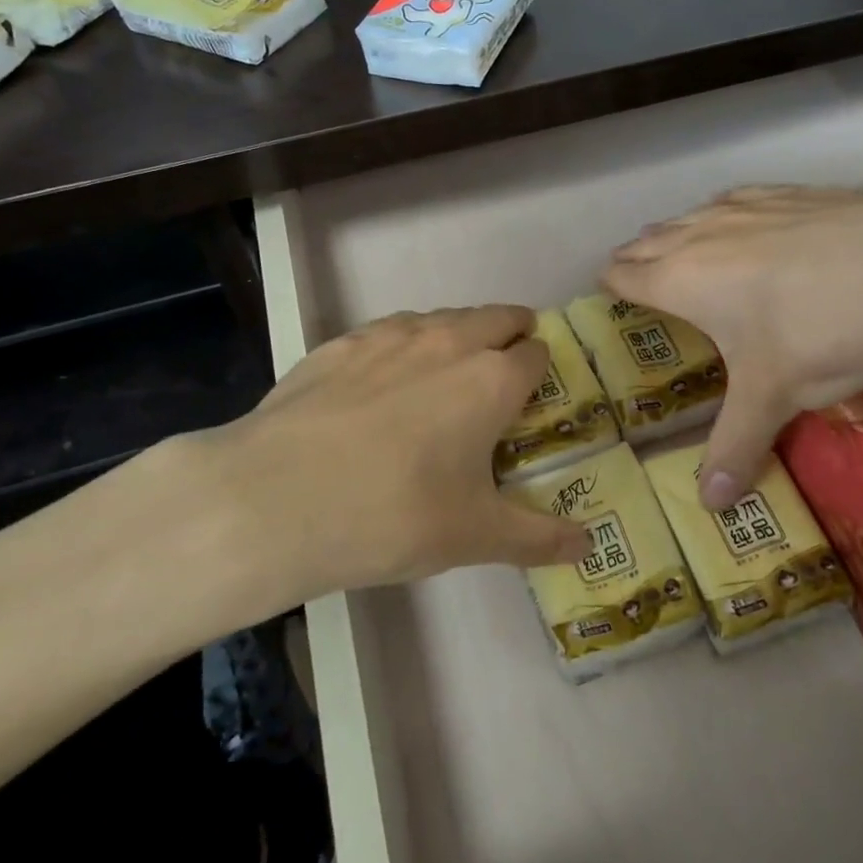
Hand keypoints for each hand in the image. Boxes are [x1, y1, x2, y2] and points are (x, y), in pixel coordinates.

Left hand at [136, 306, 591, 628]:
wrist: (274, 499)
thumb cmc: (392, 516)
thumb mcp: (473, 537)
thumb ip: (537, 537)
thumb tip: (587, 545)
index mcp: (491, 380)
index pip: (535, 354)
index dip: (541, 370)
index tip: (536, 394)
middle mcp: (448, 341)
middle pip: (496, 317)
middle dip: (511, 333)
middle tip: (505, 369)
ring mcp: (390, 335)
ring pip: (443, 317)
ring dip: (459, 334)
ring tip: (448, 372)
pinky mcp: (341, 342)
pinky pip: (391, 330)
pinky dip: (405, 344)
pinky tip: (385, 379)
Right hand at [604, 186, 862, 506]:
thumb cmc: (817, 335)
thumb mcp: (772, 398)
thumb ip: (735, 447)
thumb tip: (712, 505)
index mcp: (683, 280)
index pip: (626, 274)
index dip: (612, 283)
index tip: (611, 292)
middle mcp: (703, 235)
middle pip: (650, 239)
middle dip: (639, 257)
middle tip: (641, 278)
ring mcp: (748, 206)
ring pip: (692, 214)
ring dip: (680, 233)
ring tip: (686, 251)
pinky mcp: (791, 193)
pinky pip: (739, 198)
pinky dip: (729, 213)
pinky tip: (749, 222)